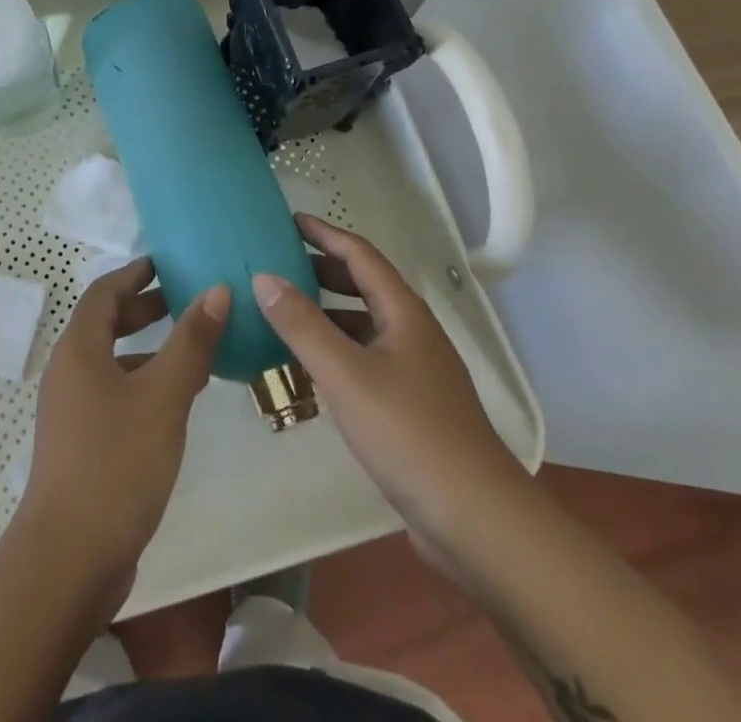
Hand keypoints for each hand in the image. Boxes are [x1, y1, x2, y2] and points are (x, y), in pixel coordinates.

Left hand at [19, 256, 228, 596]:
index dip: (135, 274)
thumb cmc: (116, 462)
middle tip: (186, 302)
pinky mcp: (80, 445)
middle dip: (144, 309)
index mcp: (79, 349)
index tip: (166, 263)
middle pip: (105, 324)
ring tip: (193, 351)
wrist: (69, 559)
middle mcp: (68, 372)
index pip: (104, 292)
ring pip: (112, 362)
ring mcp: (71, 411)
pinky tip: (175, 404)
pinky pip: (114, 394)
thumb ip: (191, 341)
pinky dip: (143, 384)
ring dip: (148, 349)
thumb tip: (217, 289)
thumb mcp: (163, 395)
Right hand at [252, 216, 522, 547]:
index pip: (360, 254)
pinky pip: (366, 359)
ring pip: (364, 325)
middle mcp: (412, 332)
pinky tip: (309, 369)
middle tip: (280, 263)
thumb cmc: (409, 433)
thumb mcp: (345, 374)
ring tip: (284, 312)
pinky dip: (336, 351)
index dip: (325, 233)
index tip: (289, 220)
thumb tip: (264, 277)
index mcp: (403, 312)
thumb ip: (302, 325)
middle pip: (364, 285)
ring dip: (327, 313)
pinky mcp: (412, 405)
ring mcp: (415, 370)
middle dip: (323, 269)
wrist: (476, 519)